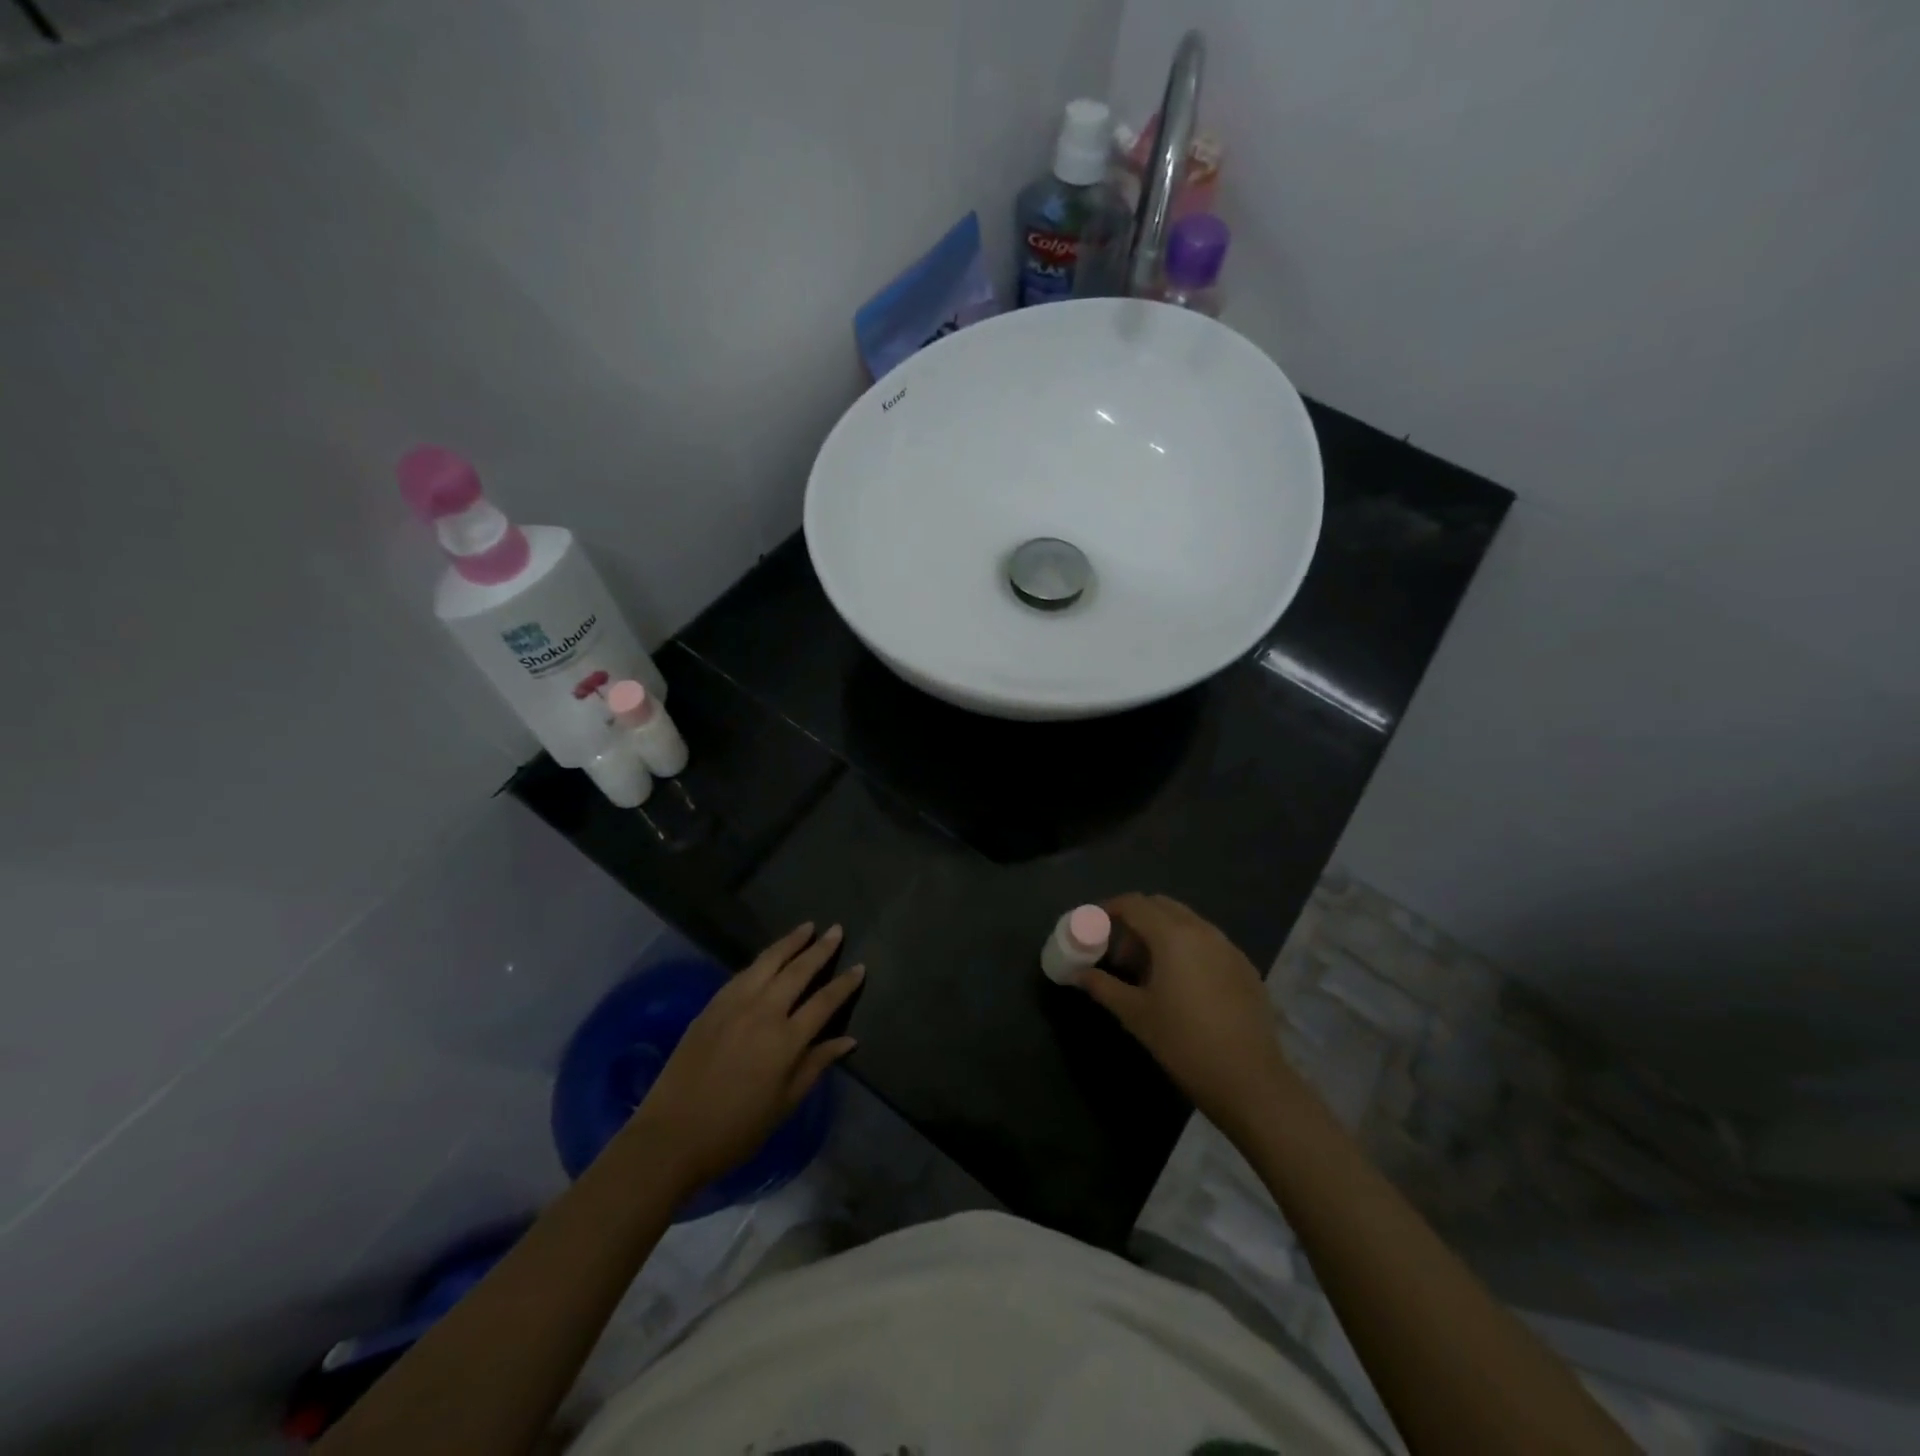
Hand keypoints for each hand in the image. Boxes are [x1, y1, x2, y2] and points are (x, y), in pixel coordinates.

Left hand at [629, 924, 862, 1194]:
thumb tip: (849, 1040)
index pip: (825, 1001)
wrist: (672, 1135)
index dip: (845, 983)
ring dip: (790, 942)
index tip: (860, 966)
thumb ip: (816, 1064)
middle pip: (798, 971)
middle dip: (820, 949)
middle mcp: (763, 1012)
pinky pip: (743, 973)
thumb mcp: (785, 1103)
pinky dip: (762, 960)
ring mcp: (734, 1004)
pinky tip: (769, 956)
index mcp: (786, 1040)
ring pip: (768, 962)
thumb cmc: (736, 1129)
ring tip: (806, 927)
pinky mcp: (711, 1006)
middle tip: (836, 929)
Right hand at [1077, 894, 1305, 1136]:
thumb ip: (1103, 987)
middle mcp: (1202, 930)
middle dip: (1135, 919)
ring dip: (1161, 932)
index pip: (1134, 904)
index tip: (1092, 925)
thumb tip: (1077, 974)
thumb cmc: (1184, 1043)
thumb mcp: (1135, 1014)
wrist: (1249, 1080)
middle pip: (1161, 906)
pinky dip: (1186, 947)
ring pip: (1187, 921)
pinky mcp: (1244, 966)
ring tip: (1148, 970)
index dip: (1108, 909)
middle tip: (1119, 952)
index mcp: (1173, 935)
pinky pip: (1208, 941)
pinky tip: (1181, 983)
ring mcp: (1228, 947)